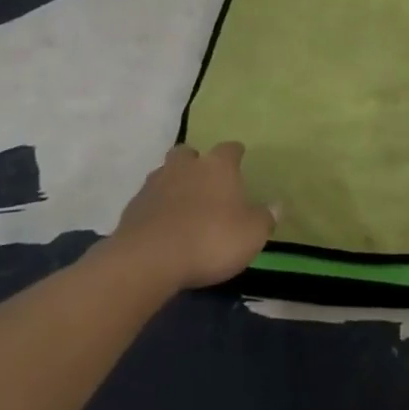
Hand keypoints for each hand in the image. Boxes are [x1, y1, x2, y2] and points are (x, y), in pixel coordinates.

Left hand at [105, 142, 273, 290]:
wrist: (148, 261)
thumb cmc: (210, 240)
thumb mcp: (251, 234)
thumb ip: (265, 217)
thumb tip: (277, 205)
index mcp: (217, 166)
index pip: (230, 149)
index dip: (236, 155)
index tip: (240, 163)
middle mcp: (185, 167)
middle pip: (189, 154)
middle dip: (196, 163)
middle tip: (205, 183)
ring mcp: (154, 185)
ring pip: (166, 174)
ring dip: (174, 185)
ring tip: (183, 207)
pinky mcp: (132, 208)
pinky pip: (149, 201)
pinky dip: (156, 209)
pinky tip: (164, 228)